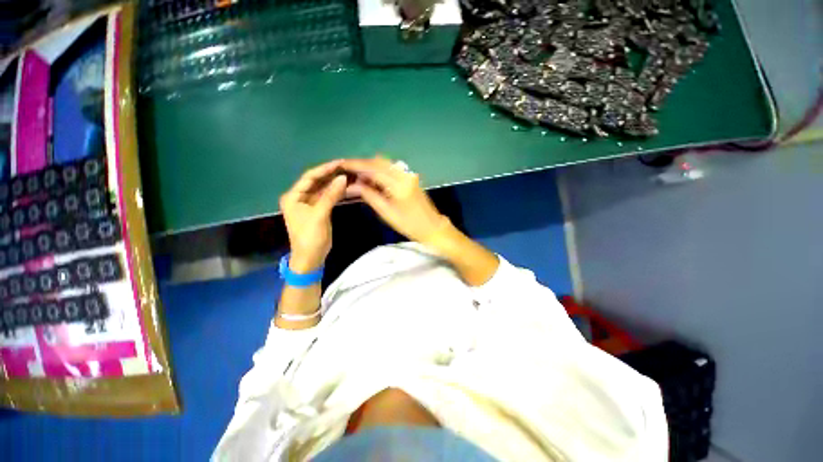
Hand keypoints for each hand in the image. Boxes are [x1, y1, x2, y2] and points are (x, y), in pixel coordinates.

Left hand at [279, 160, 347, 272]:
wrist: (310, 257)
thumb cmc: (310, 237)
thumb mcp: (319, 215)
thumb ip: (330, 196)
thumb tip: (342, 178)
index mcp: (293, 196)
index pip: (309, 177)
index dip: (324, 169)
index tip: (340, 162)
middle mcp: (300, 197)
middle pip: (316, 181)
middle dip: (331, 174)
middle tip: (347, 167)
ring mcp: (309, 204)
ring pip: (323, 189)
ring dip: (335, 183)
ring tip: (349, 175)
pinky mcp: (318, 210)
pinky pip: (328, 197)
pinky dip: (336, 193)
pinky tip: (346, 188)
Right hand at [342, 157, 449, 245]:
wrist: (432, 227)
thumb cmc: (409, 224)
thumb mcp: (387, 213)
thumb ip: (369, 196)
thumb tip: (352, 186)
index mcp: (399, 184)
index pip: (373, 168)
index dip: (355, 165)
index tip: (341, 164)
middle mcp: (404, 174)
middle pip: (379, 161)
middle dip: (361, 164)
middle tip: (347, 172)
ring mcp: (408, 175)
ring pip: (385, 164)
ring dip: (370, 168)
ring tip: (356, 178)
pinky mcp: (410, 178)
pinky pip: (391, 169)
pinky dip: (379, 172)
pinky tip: (371, 181)